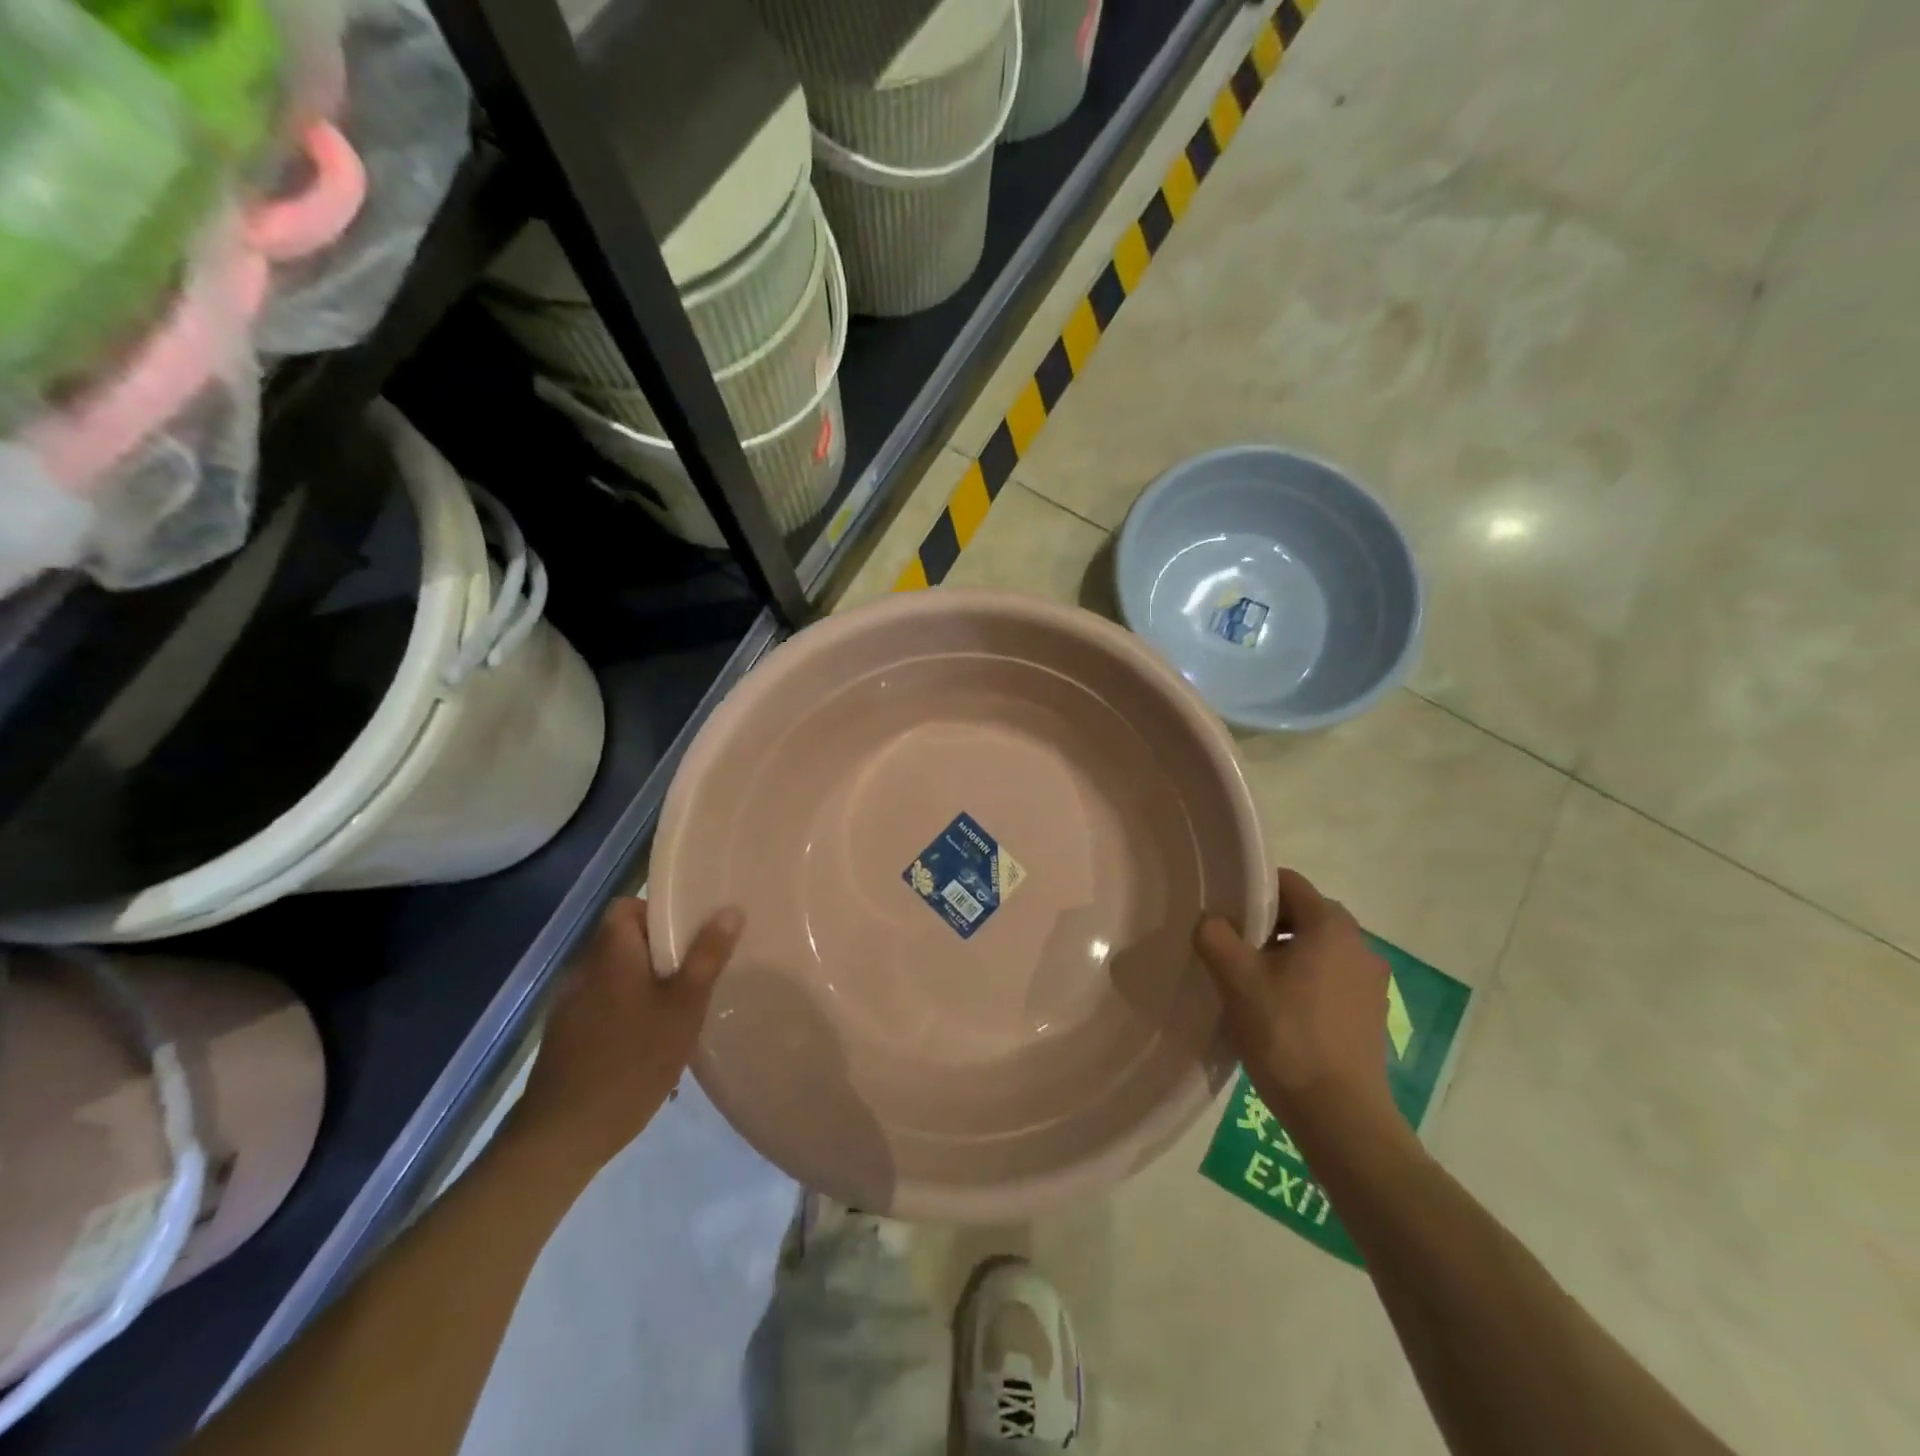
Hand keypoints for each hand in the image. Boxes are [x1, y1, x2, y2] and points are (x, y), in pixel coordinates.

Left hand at [512, 897, 743, 1176]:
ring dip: (643, 984)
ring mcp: (570, 1005)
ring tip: (677, 1011)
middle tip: (695, 974)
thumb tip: (730, 910)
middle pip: (622, 941)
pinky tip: (648, 1043)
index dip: (657, 912)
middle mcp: (584, 970)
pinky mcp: (565, 1037)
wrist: (564, 1133)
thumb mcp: (683, 1006)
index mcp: (611, 953)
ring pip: (614, 976)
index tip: (688, 935)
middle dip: (659, 953)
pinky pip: (602, 1005)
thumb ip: (707, 957)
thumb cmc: (633, 1060)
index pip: (626, 907)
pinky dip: (626, 1011)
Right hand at [1193, 868, 1398, 1147]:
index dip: (1251, 891)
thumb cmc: (1286, 1034)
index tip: (1224, 916)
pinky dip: (1303, 982)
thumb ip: (1215, 936)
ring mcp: (1370, 982)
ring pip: (1316, 948)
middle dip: (1265, 926)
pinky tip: (1279, 1012)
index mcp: (1331, 925)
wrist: (1339, 1116)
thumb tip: (1211, 921)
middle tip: (1232, 950)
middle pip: (1303, 914)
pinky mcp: (1370, 1014)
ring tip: (1251, 984)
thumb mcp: (1236, 979)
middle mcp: (1359, 944)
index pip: (1287, 883)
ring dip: (1283, 956)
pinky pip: (1329, 978)